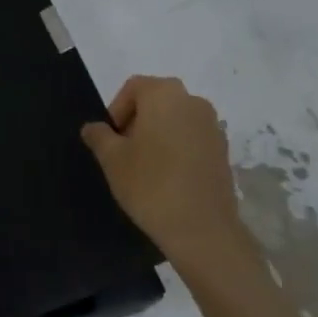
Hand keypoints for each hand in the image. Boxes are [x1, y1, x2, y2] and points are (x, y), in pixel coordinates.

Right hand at [81, 76, 261, 292]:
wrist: (202, 228)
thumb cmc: (150, 184)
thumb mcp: (112, 159)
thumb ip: (99, 136)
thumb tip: (94, 127)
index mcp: (164, 95)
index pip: (133, 88)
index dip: (116, 110)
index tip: (110, 139)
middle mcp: (193, 101)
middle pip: (156, 101)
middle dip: (136, 121)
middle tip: (123, 152)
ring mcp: (213, 126)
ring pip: (176, 120)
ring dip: (158, 135)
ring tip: (145, 167)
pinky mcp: (224, 151)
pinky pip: (192, 139)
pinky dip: (177, 149)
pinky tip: (168, 177)